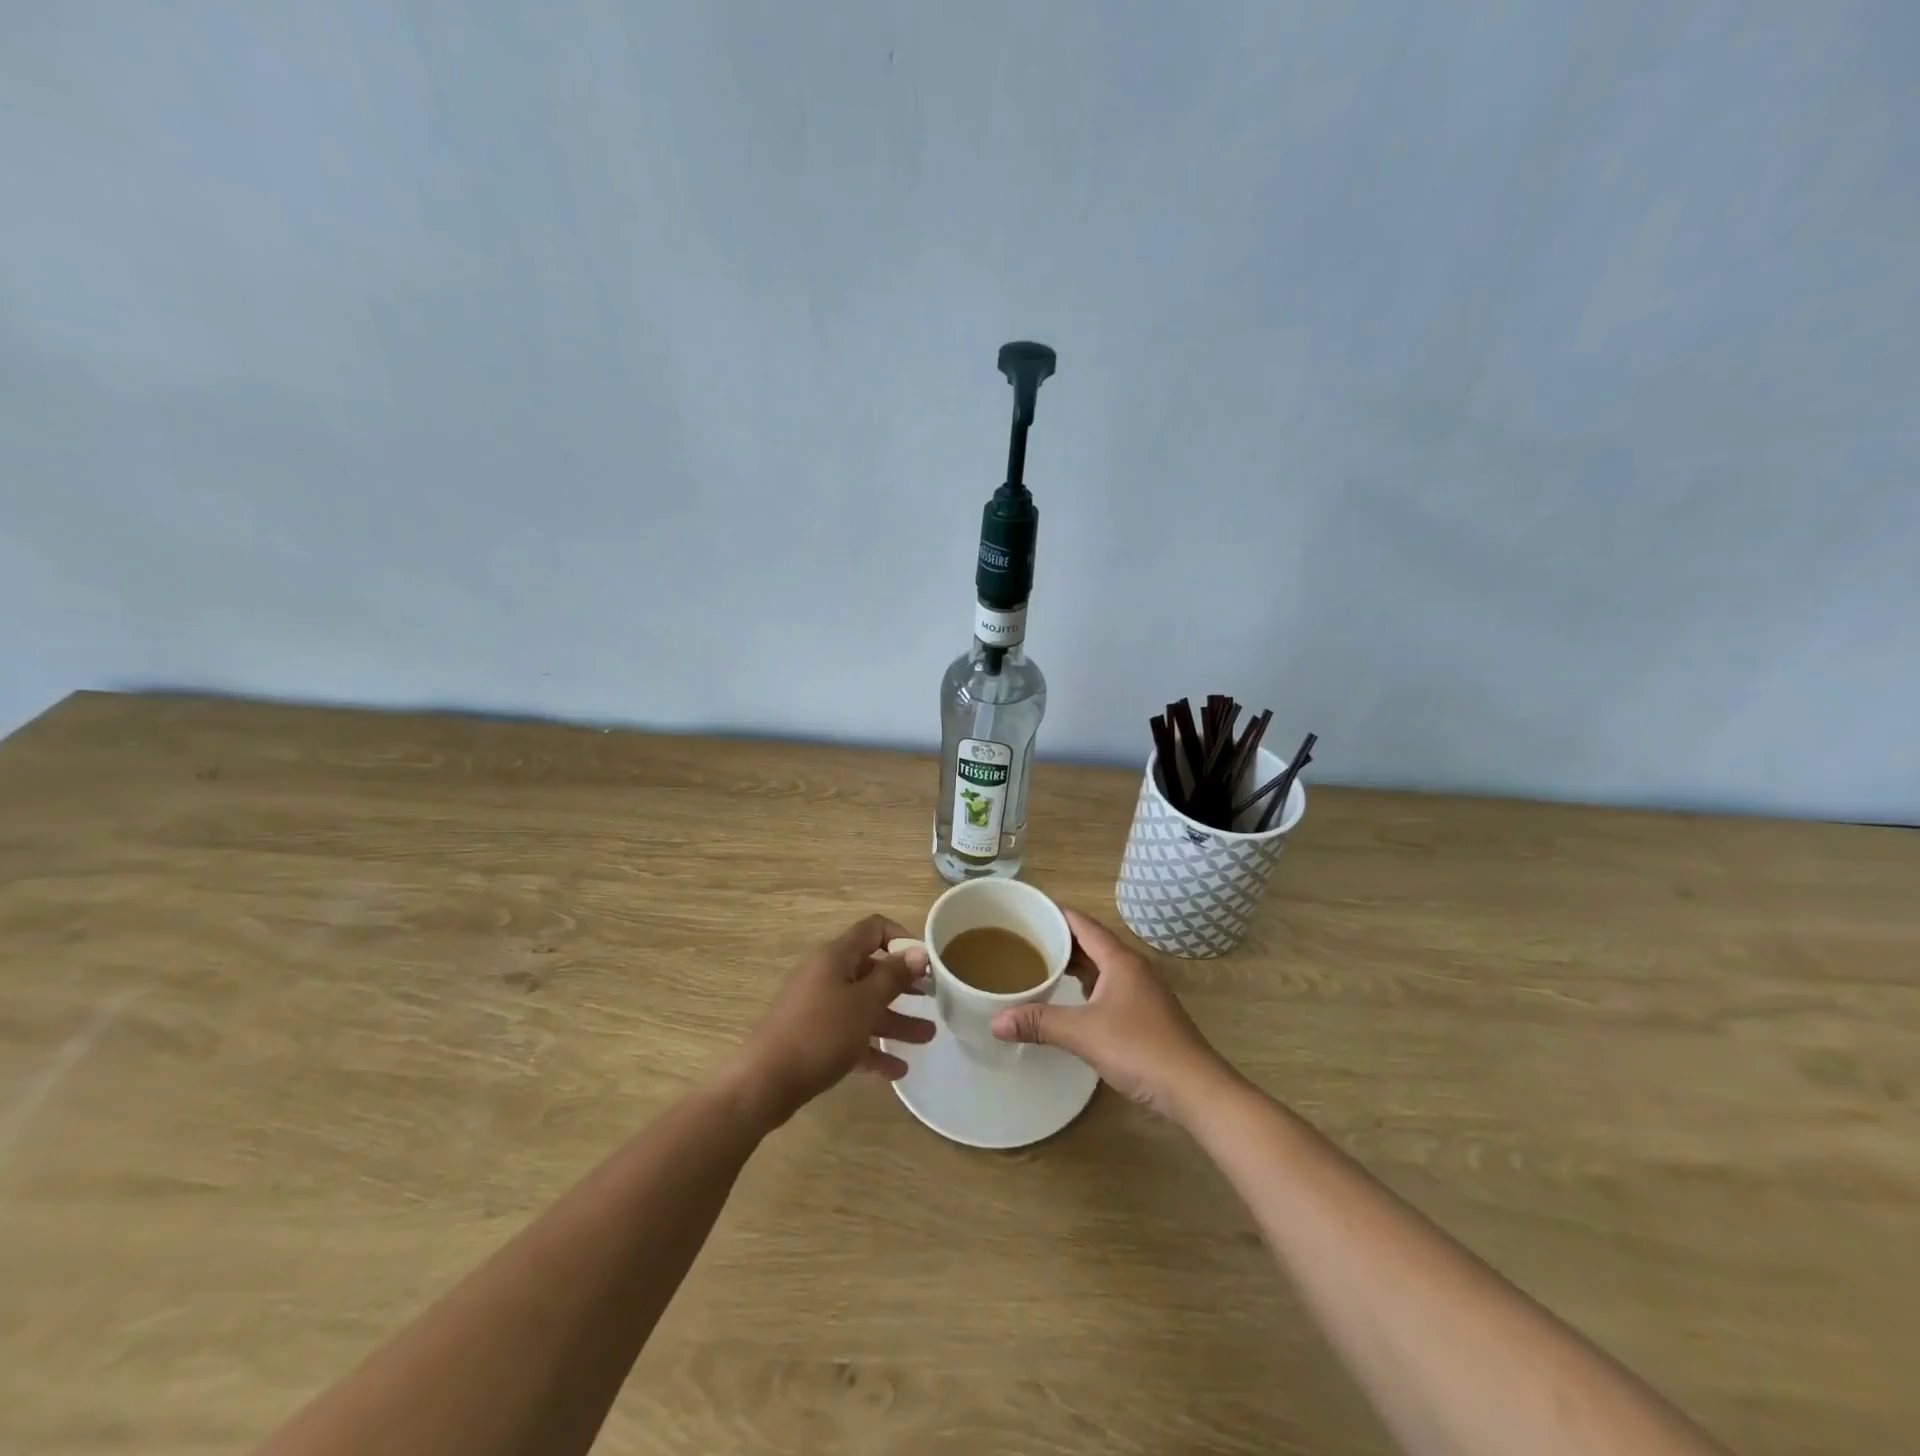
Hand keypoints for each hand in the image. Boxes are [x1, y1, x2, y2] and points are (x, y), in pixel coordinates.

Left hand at [729, 915, 934, 1124]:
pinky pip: (850, 1035)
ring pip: (864, 1006)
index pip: (874, 929)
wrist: (765, 1082)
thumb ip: (894, 976)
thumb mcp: (865, 1003)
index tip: (926, 962)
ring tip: (927, 1038)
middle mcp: (827, 974)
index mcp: (836, 956)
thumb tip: (917, 951)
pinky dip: (872, 1047)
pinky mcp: (813, 1037)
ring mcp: (818, 1006)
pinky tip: (896, 1070)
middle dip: (904, 986)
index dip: (902, 938)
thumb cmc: (820, 1033)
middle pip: (872, 970)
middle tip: (934, 999)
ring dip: (895, 1020)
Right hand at [990, 908, 1231, 1120]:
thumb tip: (995, 1021)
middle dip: (1059, 939)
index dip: (1054, 914)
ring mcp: (1142, 990)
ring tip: (1041, 966)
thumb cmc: (1141, 1049)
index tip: (1024, 912)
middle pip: (1091, 942)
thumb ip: (1040, 1023)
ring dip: (1074, 963)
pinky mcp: (1146, 1013)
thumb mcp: (1084, 1034)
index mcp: (1120, 960)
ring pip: (1101, 965)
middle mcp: (1133, 967)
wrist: (1195, 1089)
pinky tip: (1070, 999)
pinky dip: (1087, 985)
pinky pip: (1109, 985)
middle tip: (1023, 941)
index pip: (1082, 924)